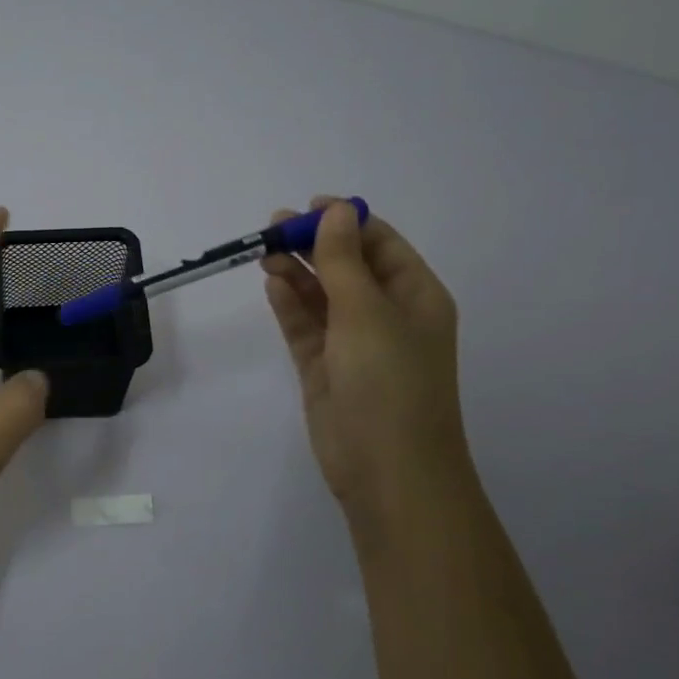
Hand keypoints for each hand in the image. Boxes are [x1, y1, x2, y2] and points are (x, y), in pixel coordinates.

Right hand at [261, 198, 468, 518]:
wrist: (387, 470)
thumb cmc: (389, 382)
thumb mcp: (367, 312)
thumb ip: (343, 260)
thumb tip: (336, 211)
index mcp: (415, 296)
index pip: (379, 244)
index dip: (345, 221)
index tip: (306, 207)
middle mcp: (386, 314)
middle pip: (346, 266)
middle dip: (312, 244)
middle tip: (271, 228)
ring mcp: (353, 343)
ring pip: (321, 295)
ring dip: (296, 272)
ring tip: (262, 252)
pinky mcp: (324, 368)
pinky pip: (305, 326)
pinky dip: (289, 304)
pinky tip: (272, 284)